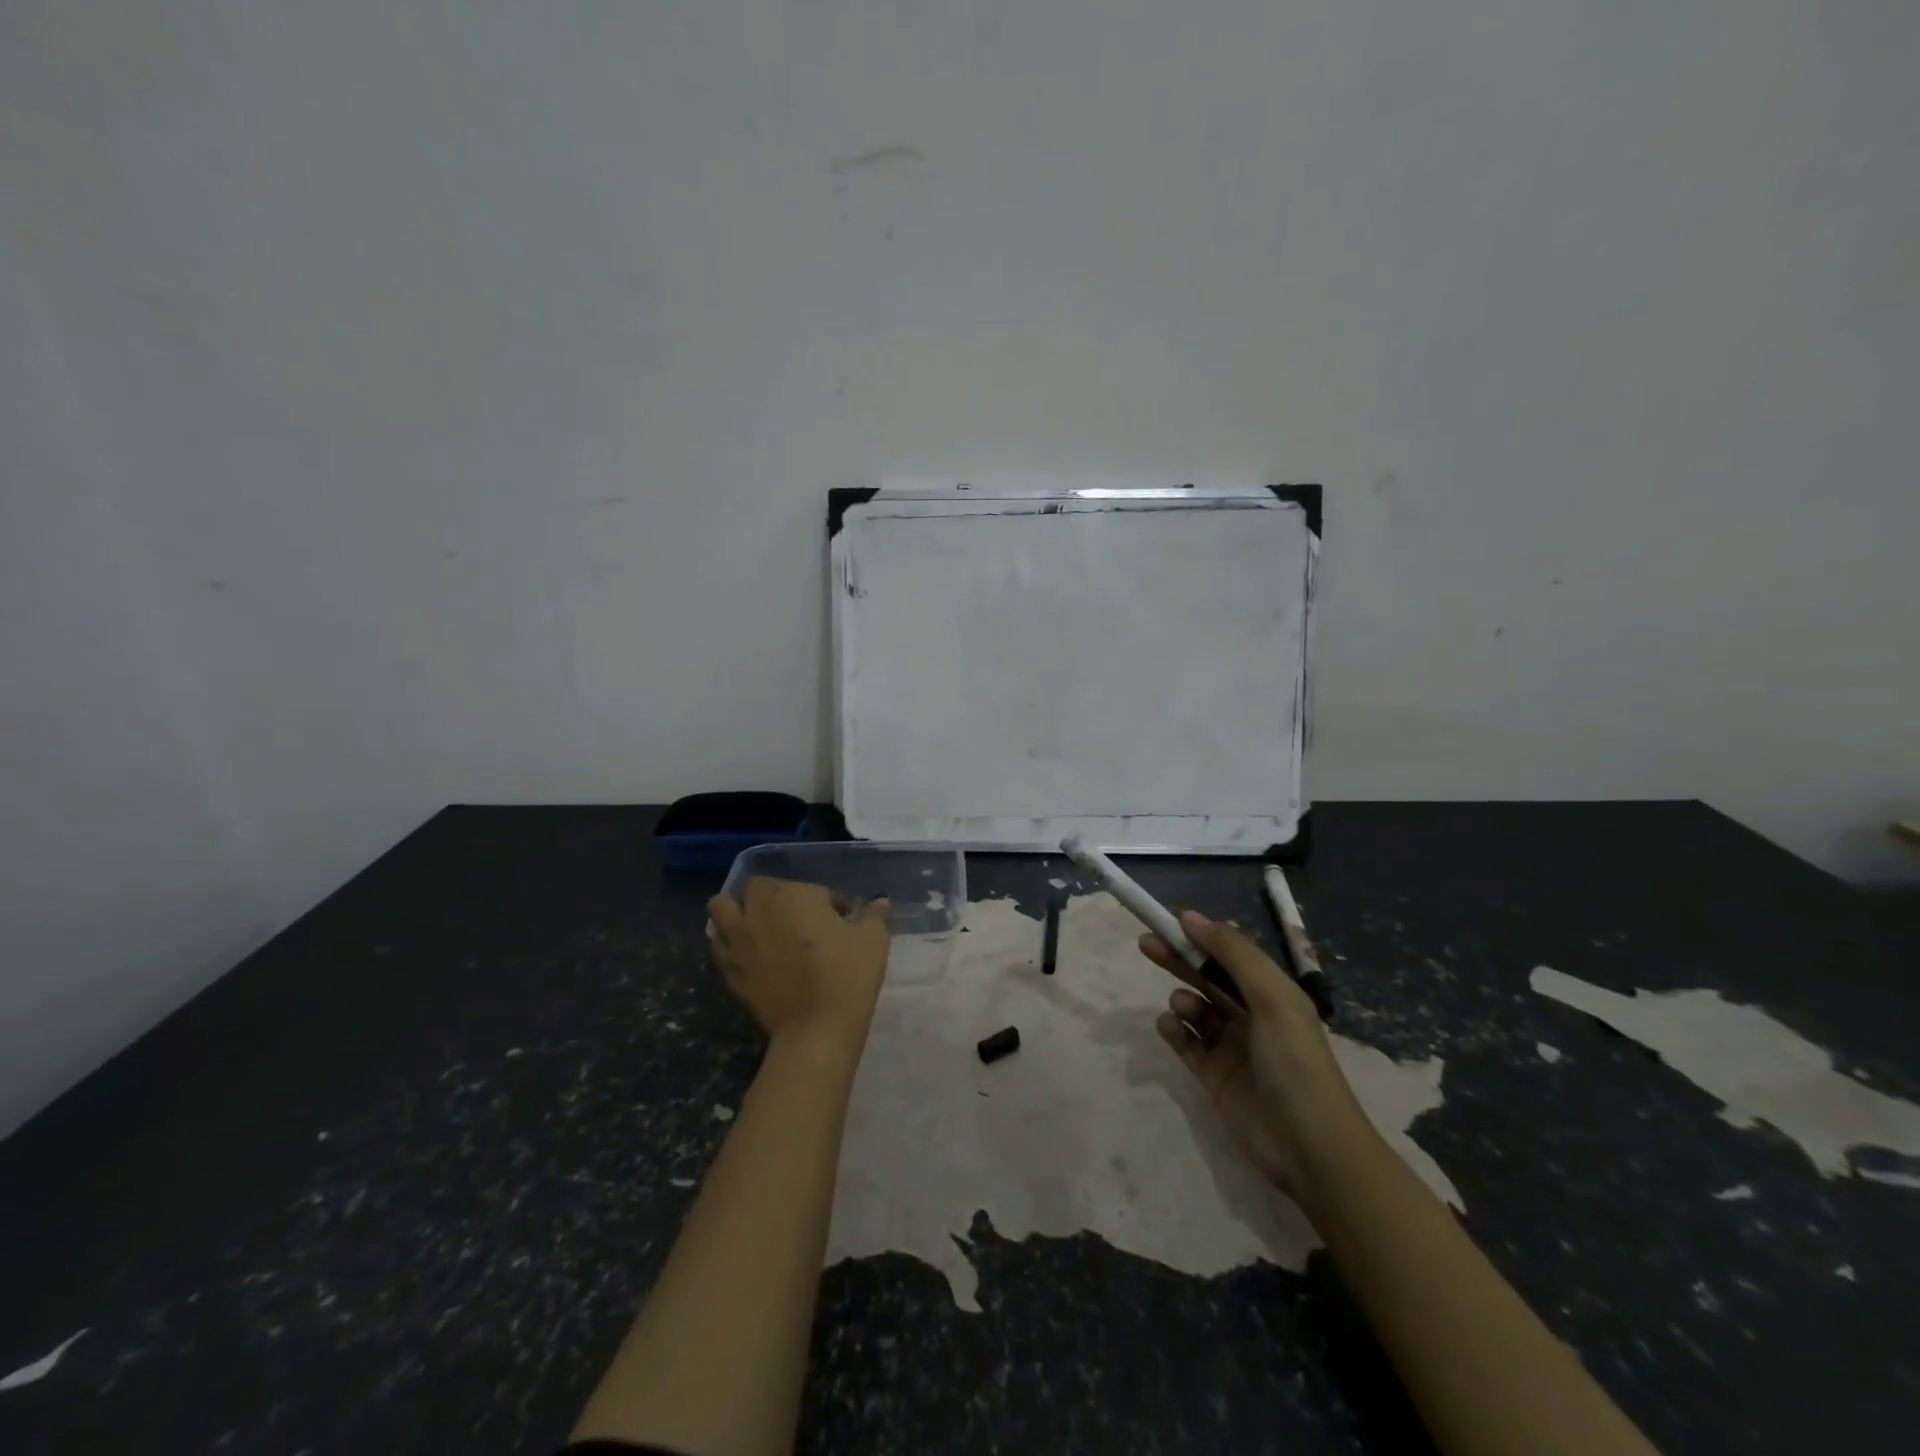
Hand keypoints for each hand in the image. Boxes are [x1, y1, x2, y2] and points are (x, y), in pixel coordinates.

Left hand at [707, 878, 890, 1054]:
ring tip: (757, 923)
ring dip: (737, 909)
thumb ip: (874, 915)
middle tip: (797, 917)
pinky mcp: (729, 969)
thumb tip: (881, 902)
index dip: (830, 901)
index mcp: (793, 895)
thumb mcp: (873, 938)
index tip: (843, 920)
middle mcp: (759, 909)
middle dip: (776, 895)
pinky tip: (748, 951)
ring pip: (721, 907)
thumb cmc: (847, 973)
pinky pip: (718, 943)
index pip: (812, 888)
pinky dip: (728, 940)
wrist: (816, 1027)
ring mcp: (738, 940)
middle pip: (757, 887)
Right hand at [1140, 910, 1371, 1202]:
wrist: (1311, 1148)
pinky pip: (1187, 1044)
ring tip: (1182, 1007)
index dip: (1201, 936)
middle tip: (1146, 943)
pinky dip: (1174, 1031)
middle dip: (1179, 959)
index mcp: (1272, 994)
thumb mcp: (1272, 997)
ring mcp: (1232, 1048)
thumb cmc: (1296, 1063)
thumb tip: (1190, 916)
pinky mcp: (1215, 1077)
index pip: (1230, 954)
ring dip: (1183, 999)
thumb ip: (1233, 953)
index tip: (1168, 921)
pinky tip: (1168, 1026)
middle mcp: (1252, 1016)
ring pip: (1197, 1010)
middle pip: (1208, 977)